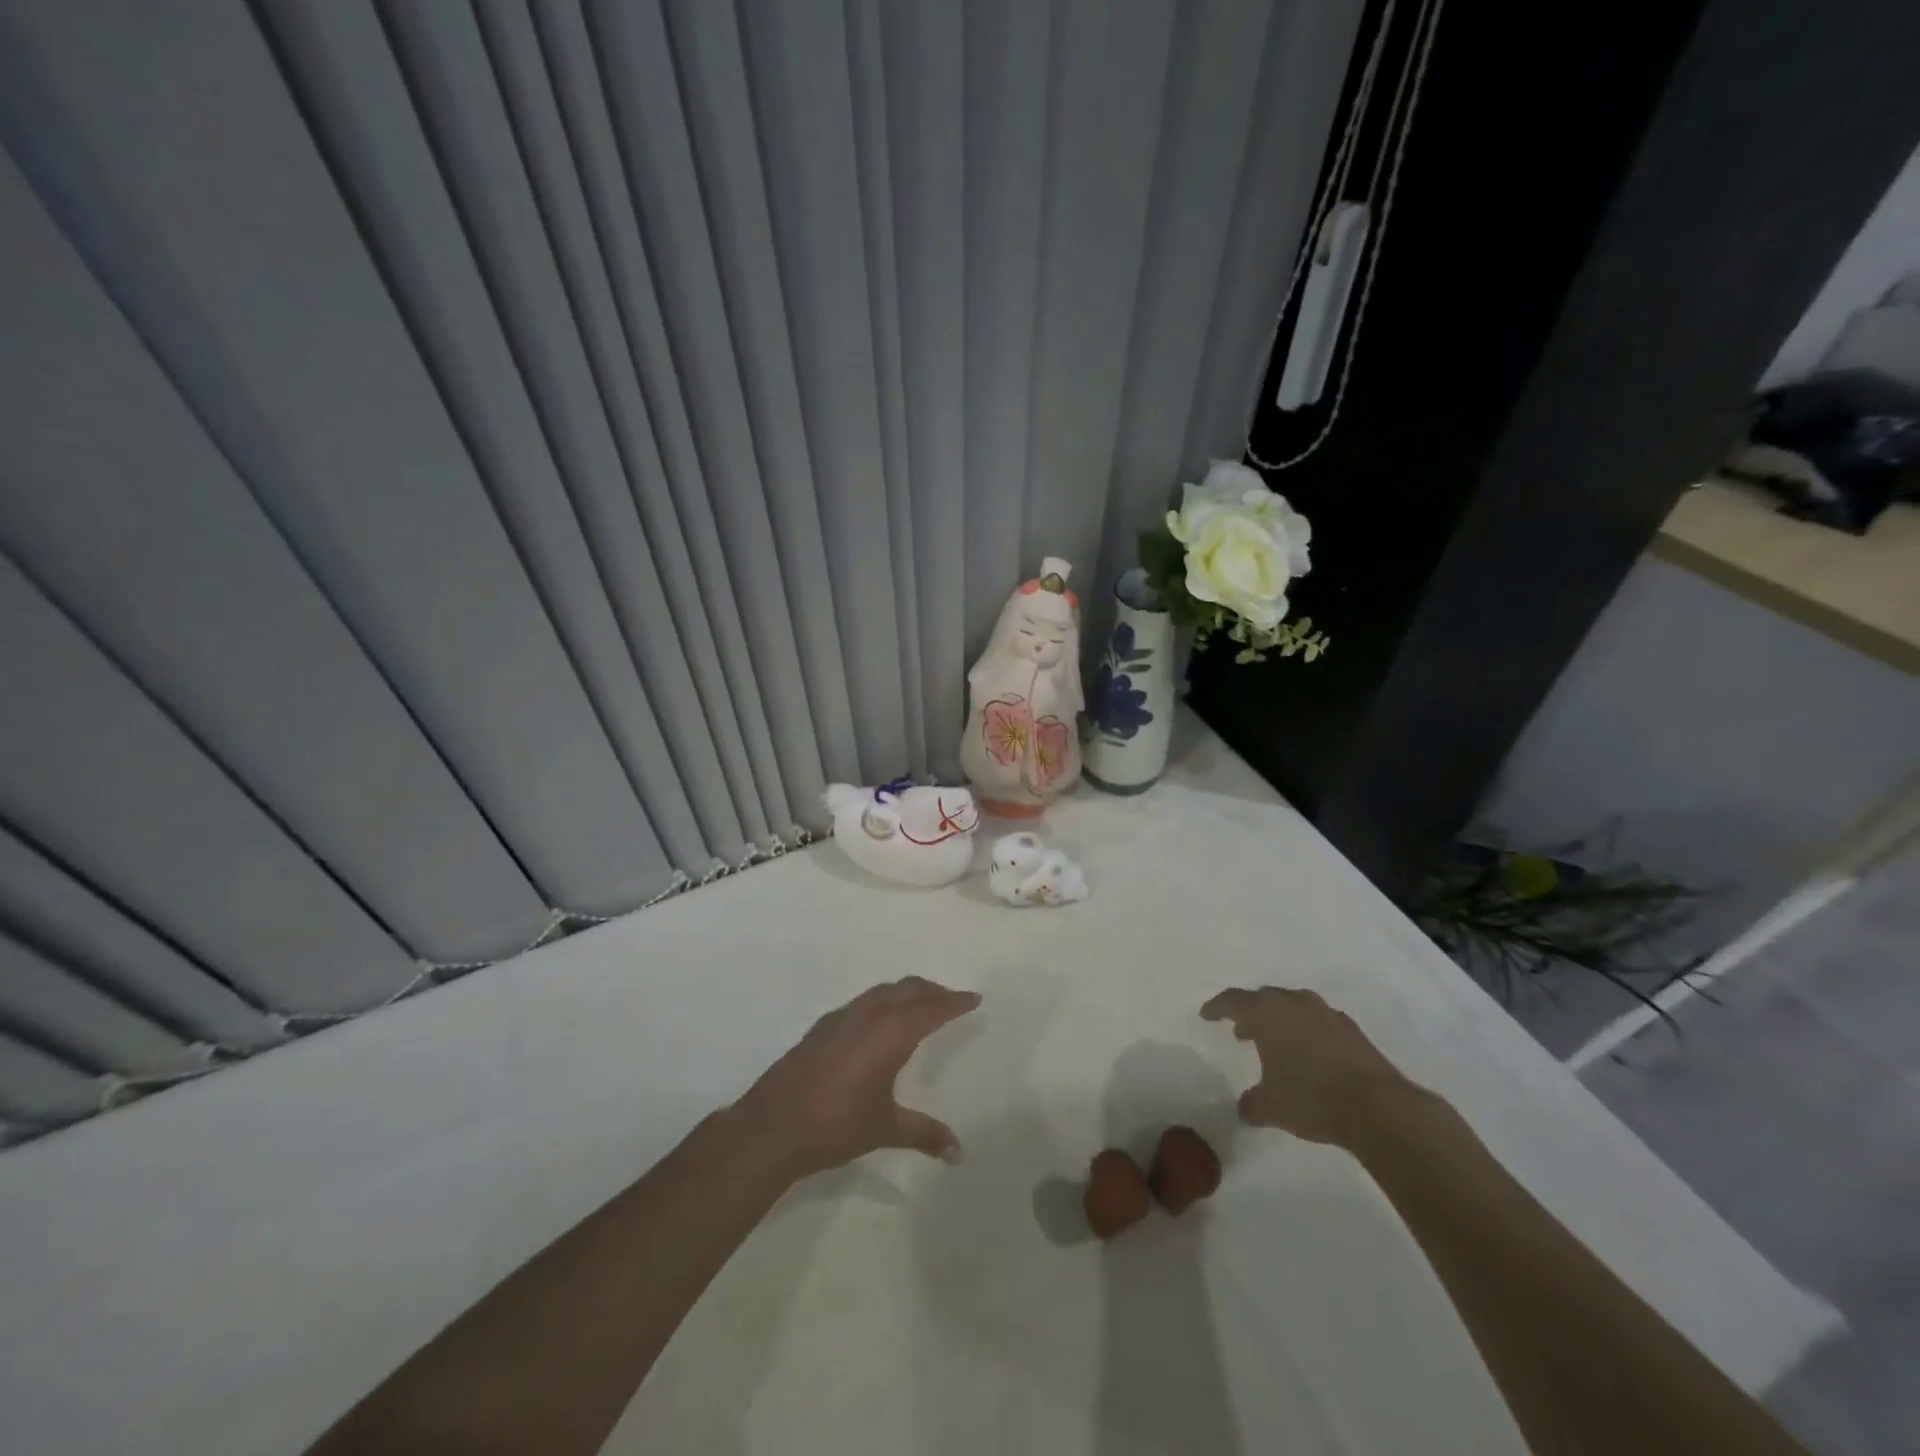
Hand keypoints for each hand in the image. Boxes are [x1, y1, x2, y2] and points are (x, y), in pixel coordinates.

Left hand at [735, 977, 980, 1179]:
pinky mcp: (821, 1028)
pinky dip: (881, 1002)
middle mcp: (867, 1016)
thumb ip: (924, 1133)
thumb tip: (958, 1152)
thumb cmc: (836, 1125)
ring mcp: (840, 1018)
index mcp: (890, 1033)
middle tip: (950, 999)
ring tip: (919, 1006)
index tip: (973, 998)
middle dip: (931, 991)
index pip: (930, 1009)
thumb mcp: (885, 1128)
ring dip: (905, 993)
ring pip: (881, 992)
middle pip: (906, 990)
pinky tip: (878, 1023)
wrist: (773, 1127)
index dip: (953, 1002)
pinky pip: (862, 1003)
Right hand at [1201, 986, 1413, 1145]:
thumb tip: (1245, 1107)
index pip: (1233, 1000)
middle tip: (1241, 1030)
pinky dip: (1307, 1030)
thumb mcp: (1271, 1107)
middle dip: (1250, 1011)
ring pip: (1294, 1005)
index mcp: (1267, 1014)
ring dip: (1280, 1018)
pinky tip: (1310, 1052)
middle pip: (1264, 997)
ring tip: (1276, 1040)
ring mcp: (1326, 1014)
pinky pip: (1319, 1020)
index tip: (1207, 1015)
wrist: (1378, 1108)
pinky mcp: (1352, 1029)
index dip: (1217, 1007)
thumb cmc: (1312, 1099)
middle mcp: (1294, 1004)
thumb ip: (1252, 1103)